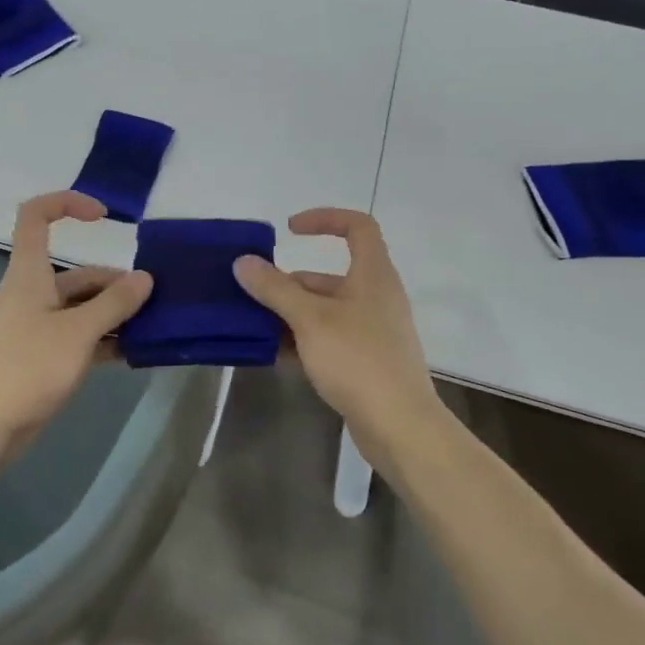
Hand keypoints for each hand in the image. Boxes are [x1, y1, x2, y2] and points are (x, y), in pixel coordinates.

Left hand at [0, 192, 153, 456]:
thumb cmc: (27, 368)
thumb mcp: (77, 332)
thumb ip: (114, 304)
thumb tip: (145, 277)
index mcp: (29, 274)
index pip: (36, 216)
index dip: (67, 203)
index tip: (104, 217)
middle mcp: (31, 293)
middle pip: (76, 272)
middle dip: (115, 283)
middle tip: (153, 303)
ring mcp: (36, 326)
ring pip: (81, 307)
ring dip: (113, 314)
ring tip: (149, 329)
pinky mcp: (41, 356)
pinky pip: (78, 336)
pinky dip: (103, 340)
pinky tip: (131, 353)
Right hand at [232, 209, 442, 458]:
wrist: (400, 426)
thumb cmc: (358, 360)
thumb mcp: (310, 319)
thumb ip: (275, 289)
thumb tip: (244, 262)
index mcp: (373, 275)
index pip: (358, 227)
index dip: (325, 219)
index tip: (289, 230)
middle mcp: (377, 297)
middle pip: (331, 275)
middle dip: (291, 283)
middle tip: (255, 296)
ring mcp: (374, 331)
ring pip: (327, 310)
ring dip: (293, 315)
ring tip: (257, 328)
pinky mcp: (368, 361)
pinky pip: (331, 338)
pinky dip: (305, 340)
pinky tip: (278, 356)